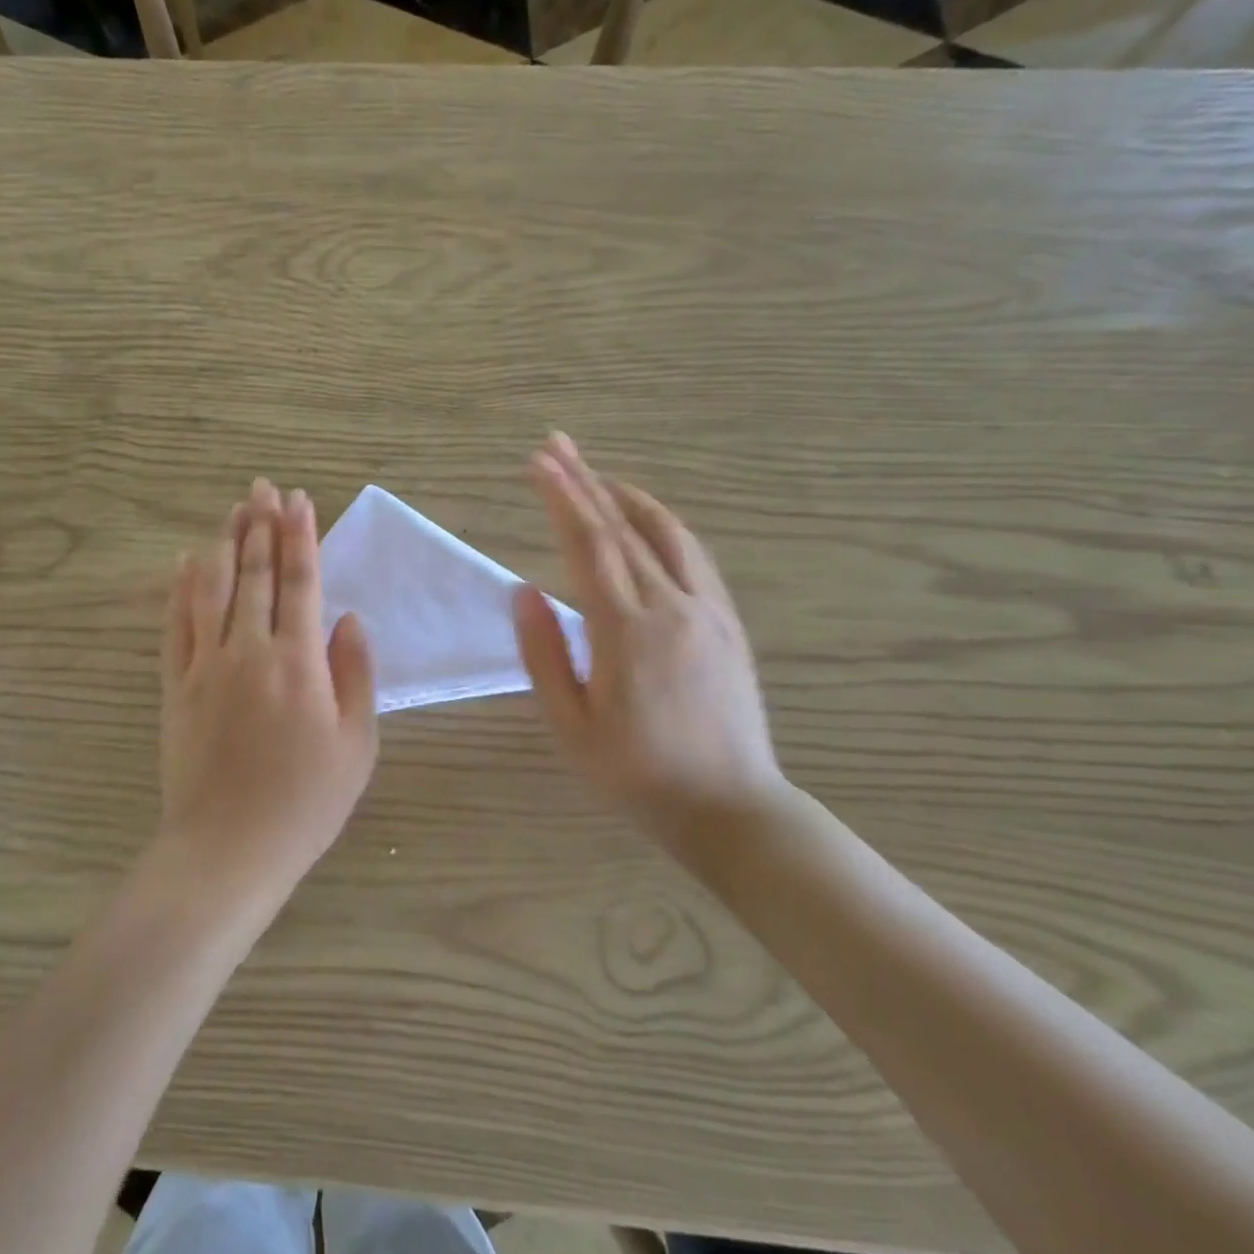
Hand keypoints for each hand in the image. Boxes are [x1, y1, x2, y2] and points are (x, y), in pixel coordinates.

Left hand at [159, 478, 378, 901]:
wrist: (228, 848)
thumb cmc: (306, 803)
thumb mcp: (357, 745)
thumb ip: (356, 674)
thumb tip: (348, 619)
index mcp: (298, 662)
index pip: (300, 581)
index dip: (300, 536)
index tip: (300, 500)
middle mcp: (249, 650)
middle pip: (254, 573)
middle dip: (261, 525)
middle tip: (263, 487)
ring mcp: (205, 665)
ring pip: (213, 588)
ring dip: (225, 544)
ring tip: (234, 510)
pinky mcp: (175, 685)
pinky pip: (177, 624)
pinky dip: (182, 588)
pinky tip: (187, 562)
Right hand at [513, 434, 791, 863]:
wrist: (730, 809)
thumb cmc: (636, 775)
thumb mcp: (570, 726)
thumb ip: (543, 653)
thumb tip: (522, 590)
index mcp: (626, 632)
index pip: (588, 546)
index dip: (561, 498)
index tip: (538, 461)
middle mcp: (671, 607)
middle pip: (623, 528)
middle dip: (586, 481)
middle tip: (557, 444)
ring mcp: (707, 611)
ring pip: (666, 534)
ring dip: (628, 496)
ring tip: (598, 474)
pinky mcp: (727, 623)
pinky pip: (694, 557)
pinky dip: (663, 526)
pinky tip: (647, 522)